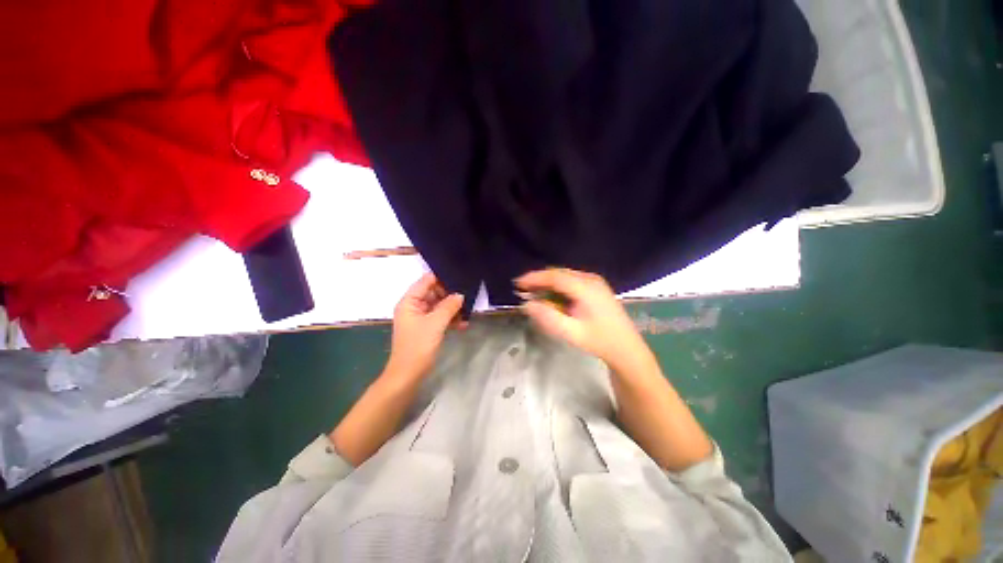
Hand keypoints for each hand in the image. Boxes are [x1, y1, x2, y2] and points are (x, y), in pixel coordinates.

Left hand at [385, 273, 465, 381]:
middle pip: (434, 293)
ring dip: (452, 308)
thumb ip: (448, 306)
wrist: (408, 375)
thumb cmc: (418, 346)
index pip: (426, 281)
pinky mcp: (427, 328)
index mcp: (409, 301)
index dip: (442, 278)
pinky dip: (450, 319)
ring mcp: (420, 318)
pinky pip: (440, 318)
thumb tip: (461, 294)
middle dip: (450, 295)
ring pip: (439, 306)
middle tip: (468, 295)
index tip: (460, 279)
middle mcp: (414, 306)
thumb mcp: (435, 324)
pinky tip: (464, 324)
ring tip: (468, 310)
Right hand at [516, 268, 649, 370]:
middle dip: (539, 280)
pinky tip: (552, 296)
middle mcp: (591, 279)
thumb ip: (548, 317)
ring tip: (533, 293)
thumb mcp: (571, 333)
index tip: (517, 283)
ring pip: (565, 276)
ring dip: (548, 282)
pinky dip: (558, 286)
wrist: (627, 349)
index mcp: (586, 288)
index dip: (534, 278)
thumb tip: (527, 305)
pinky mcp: (596, 287)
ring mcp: (595, 282)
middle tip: (523, 290)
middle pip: (559, 273)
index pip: (554, 277)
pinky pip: (572, 281)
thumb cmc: (599, 341)